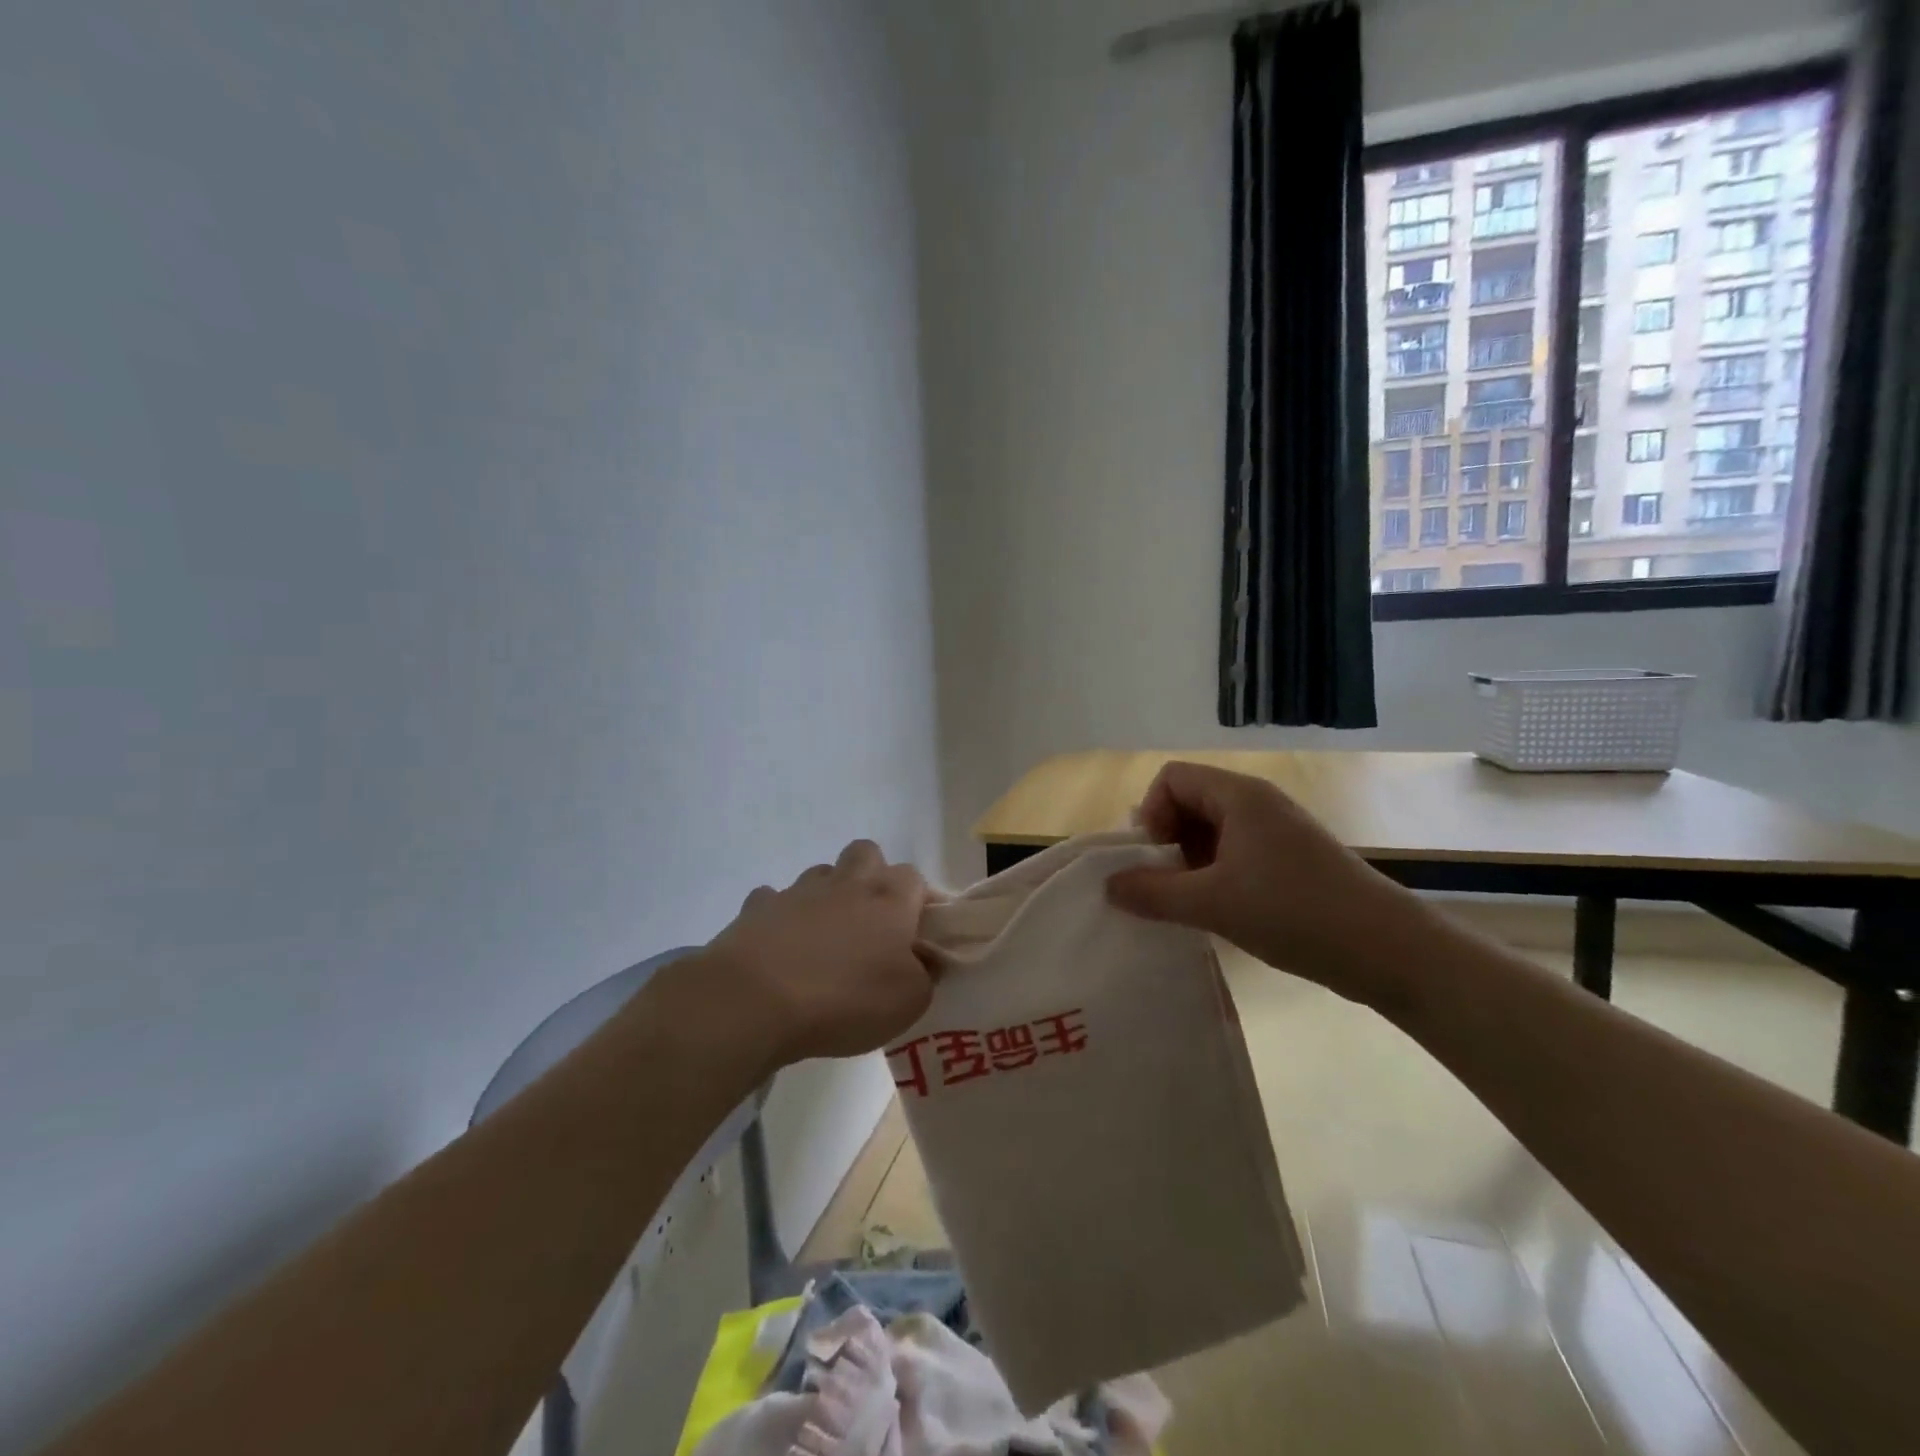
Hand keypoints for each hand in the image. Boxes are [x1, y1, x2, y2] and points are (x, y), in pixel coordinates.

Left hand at [696, 840, 934, 1067]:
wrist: (754, 1001)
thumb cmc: (844, 999)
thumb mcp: (909, 1002)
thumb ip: (926, 974)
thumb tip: (925, 959)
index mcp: (889, 898)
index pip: (915, 879)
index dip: (918, 902)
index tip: (918, 934)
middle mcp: (846, 883)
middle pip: (867, 854)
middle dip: (873, 877)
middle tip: (872, 923)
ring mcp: (798, 891)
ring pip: (822, 874)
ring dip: (828, 895)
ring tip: (825, 938)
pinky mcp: (757, 908)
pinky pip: (774, 901)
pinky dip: (781, 917)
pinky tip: (780, 946)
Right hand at [1104, 761, 1427, 1008]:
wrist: (1389, 951)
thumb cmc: (1295, 912)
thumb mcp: (1212, 903)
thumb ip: (1153, 892)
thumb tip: (1108, 886)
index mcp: (1240, 796)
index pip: (1172, 778)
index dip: (1151, 812)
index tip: (1153, 859)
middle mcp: (1258, 804)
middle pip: (1190, 801)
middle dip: (1166, 840)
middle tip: (1163, 885)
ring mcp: (1277, 833)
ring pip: (1212, 831)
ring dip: (1189, 862)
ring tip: (1189, 904)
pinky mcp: (1290, 862)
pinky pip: (1235, 854)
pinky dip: (1214, 875)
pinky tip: (1218, 911)